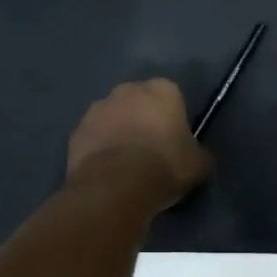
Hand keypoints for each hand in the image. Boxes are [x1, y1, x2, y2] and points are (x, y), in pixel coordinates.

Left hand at [67, 79, 211, 210]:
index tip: (174, 140)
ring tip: (125, 163)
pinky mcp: (77, 131)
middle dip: (142, 119)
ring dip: (118, 131)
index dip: (172, 117)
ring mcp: (97, 109)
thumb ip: (199, 153)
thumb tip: (198, 156)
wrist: (116, 186)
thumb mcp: (199, 164)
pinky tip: (106, 171)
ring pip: (112, 117)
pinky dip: (99, 148)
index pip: (171, 96)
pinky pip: (93, 137)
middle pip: (138, 101)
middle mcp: (127, 90)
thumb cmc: (164, 166)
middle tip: (150, 149)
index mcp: (162, 90)